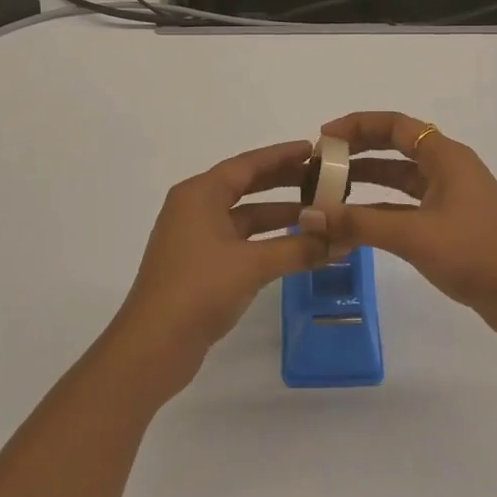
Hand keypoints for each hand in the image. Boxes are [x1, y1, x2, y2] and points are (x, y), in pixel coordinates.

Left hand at [106, 139, 328, 393]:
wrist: (152, 347)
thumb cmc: (198, 290)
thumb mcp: (252, 265)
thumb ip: (299, 249)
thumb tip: (343, 240)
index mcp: (200, 195)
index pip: (247, 164)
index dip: (281, 155)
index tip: (314, 150)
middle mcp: (195, 208)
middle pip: (246, 186)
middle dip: (284, 182)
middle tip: (323, 179)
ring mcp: (196, 238)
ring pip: (245, 217)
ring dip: (279, 215)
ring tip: (320, 213)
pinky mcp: (201, 265)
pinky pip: (241, 241)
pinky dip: (268, 241)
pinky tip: (297, 246)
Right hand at [300, 111, 496, 345]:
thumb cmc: (475, 254)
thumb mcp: (413, 235)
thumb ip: (359, 223)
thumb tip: (308, 214)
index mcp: (446, 156)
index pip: (395, 125)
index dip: (358, 125)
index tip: (323, 137)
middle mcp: (448, 169)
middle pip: (396, 148)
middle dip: (357, 153)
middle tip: (319, 164)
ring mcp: (450, 198)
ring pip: (399, 181)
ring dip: (366, 184)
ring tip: (327, 193)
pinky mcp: (450, 226)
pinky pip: (406, 208)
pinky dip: (379, 212)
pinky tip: (352, 226)